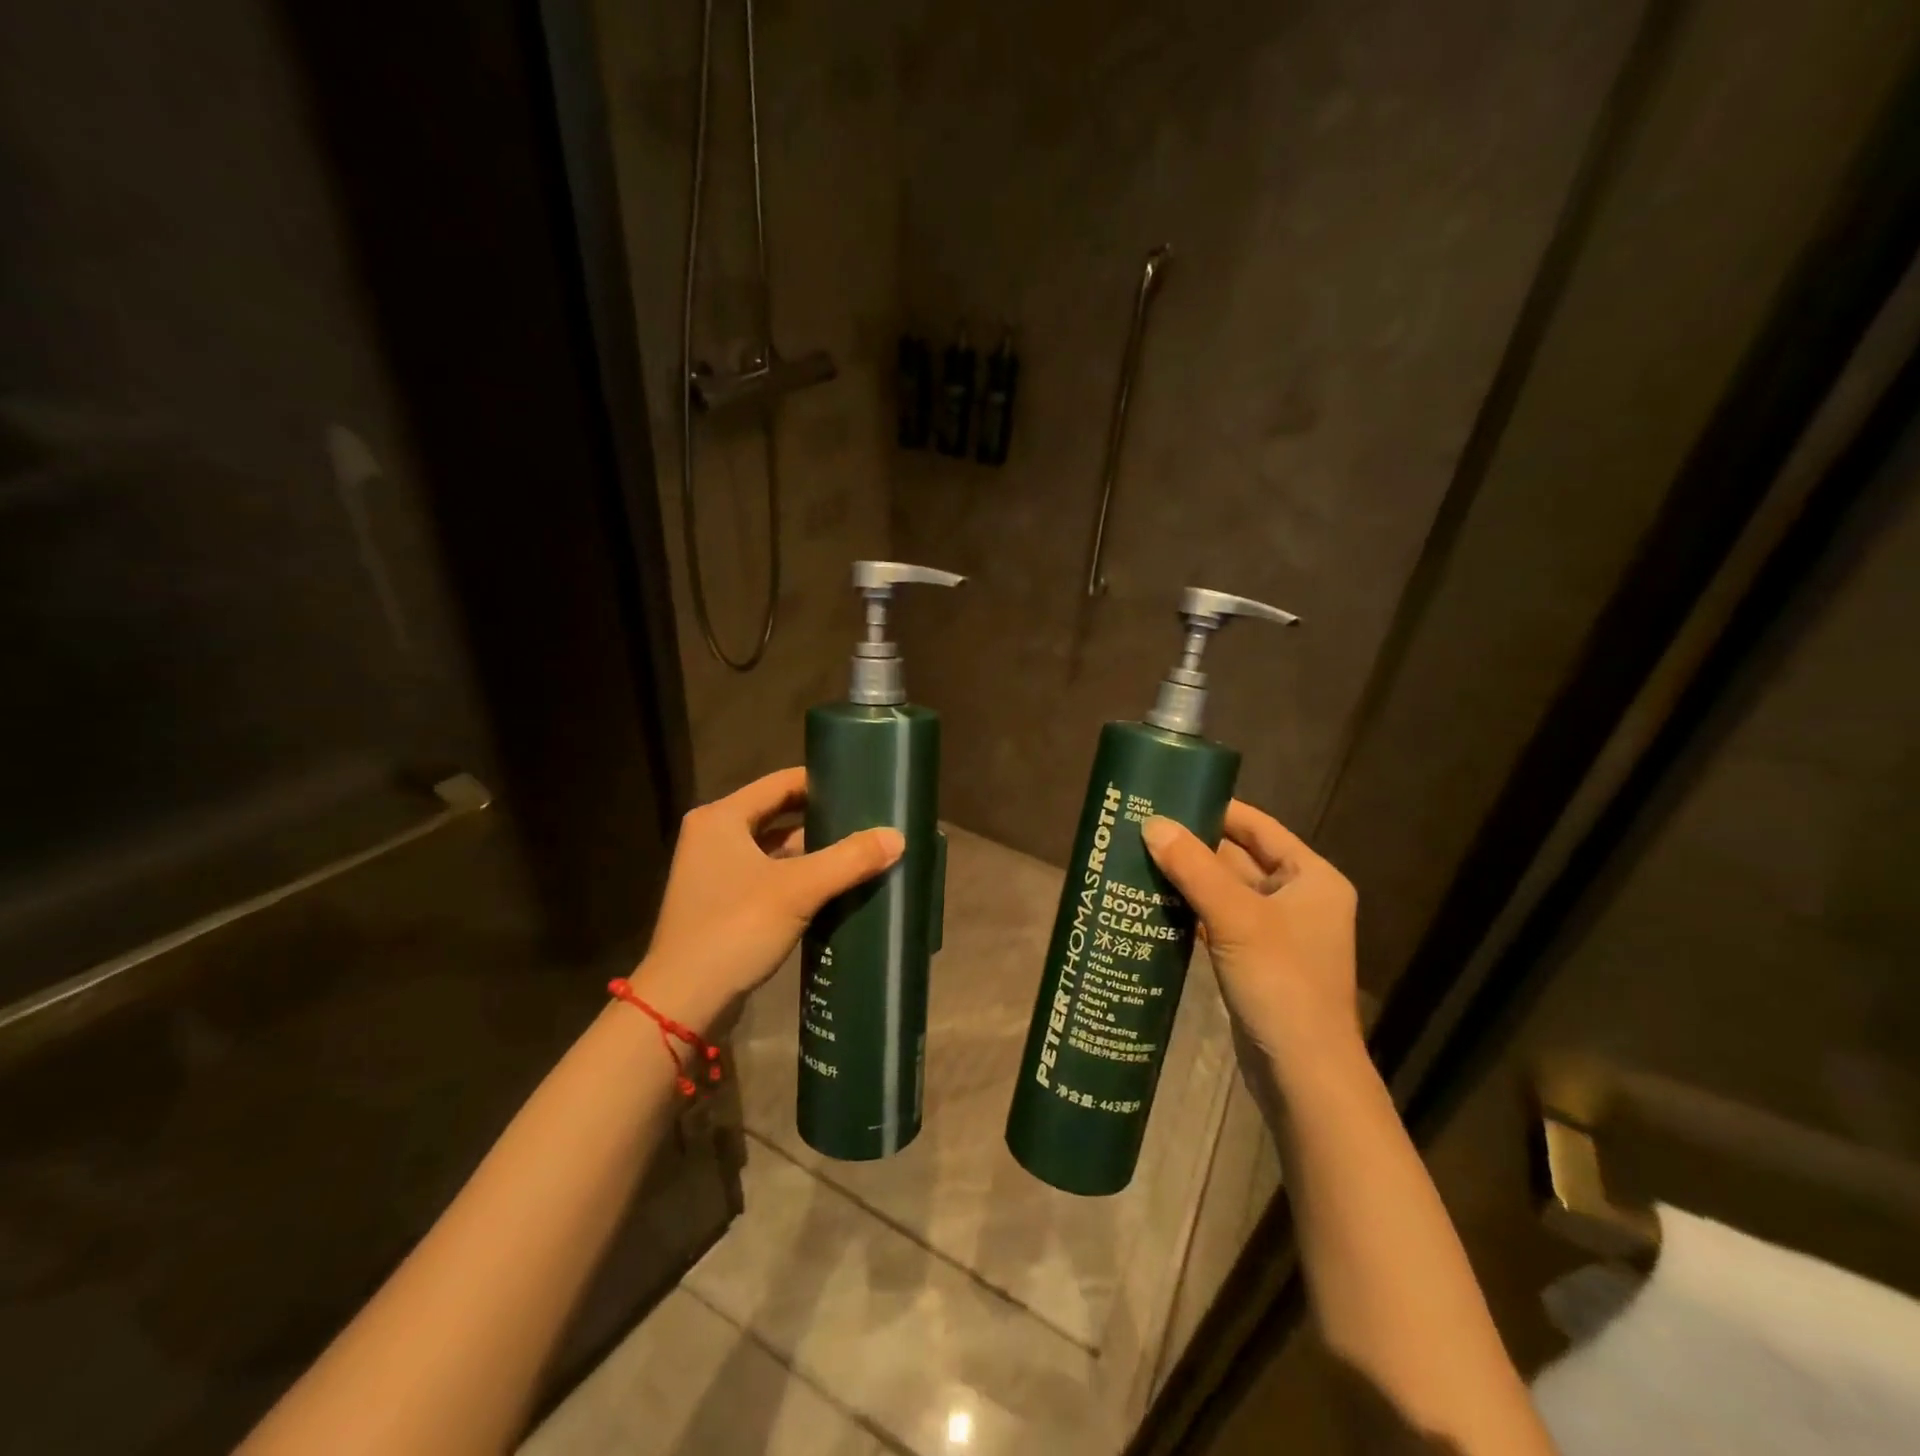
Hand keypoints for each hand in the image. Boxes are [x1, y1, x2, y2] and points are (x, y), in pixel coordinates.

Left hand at [631, 767, 903, 1028]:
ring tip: (860, 850)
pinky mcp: (722, 903)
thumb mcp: (797, 890)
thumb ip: (849, 859)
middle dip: (822, 818)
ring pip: (774, 848)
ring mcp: (715, 871)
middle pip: (779, 814)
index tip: (863, 787)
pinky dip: (799, 877)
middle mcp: (714, 836)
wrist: (682, 1002)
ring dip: (813, 851)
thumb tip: (898, 836)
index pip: (781, 782)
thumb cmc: (734, 930)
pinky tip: (834, 885)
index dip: (822, 782)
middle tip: (868, 819)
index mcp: (722, 817)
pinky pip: (769, 876)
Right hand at [1141, 802, 1359, 1067]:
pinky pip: (1219, 923)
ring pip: (1225, 893)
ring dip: (1188, 880)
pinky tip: (1153, 904)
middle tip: (1143, 829)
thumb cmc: (1281, 983)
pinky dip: (1191, 913)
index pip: (1259, 827)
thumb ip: (1193, 867)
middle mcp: (1299, 899)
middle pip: (1239, 859)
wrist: (1303, 1075)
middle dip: (1194, 846)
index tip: (1172, 796)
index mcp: (1312, 878)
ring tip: (1138, 859)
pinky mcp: (1255, 963)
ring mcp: (1276, 934)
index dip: (1217, 809)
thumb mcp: (1236, 917)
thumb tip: (1151, 823)